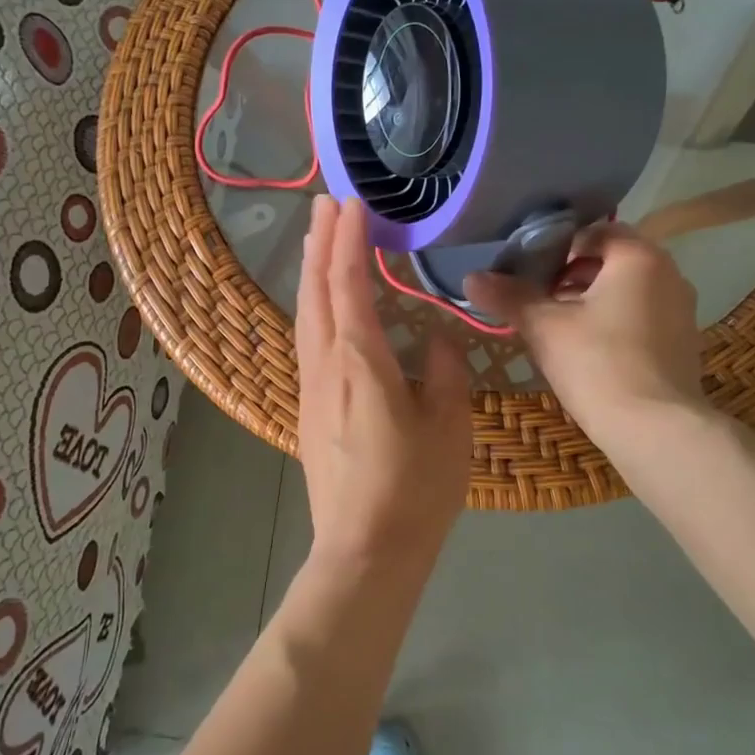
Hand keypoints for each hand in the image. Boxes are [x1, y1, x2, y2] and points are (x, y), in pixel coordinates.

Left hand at [296, 196, 470, 569]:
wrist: (364, 551)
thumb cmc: (414, 489)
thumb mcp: (449, 427)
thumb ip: (444, 373)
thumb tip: (437, 341)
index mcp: (360, 360)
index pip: (349, 283)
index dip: (349, 240)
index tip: (351, 203)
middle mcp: (325, 364)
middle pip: (317, 290)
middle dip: (321, 242)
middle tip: (326, 203)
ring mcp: (311, 386)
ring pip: (306, 314)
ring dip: (313, 271)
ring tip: (318, 238)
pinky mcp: (308, 407)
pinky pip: (307, 338)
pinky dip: (313, 305)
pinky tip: (321, 305)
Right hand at [464, 222, 705, 442]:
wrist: (655, 430)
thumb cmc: (597, 363)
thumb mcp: (544, 327)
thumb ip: (509, 296)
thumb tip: (470, 278)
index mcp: (639, 257)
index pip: (593, 231)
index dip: (556, 247)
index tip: (528, 271)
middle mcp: (668, 274)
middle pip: (610, 261)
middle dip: (570, 275)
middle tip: (536, 297)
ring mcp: (681, 310)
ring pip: (626, 290)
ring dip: (590, 300)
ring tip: (555, 325)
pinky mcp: (683, 343)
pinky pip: (641, 316)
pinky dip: (613, 322)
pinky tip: (586, 350)